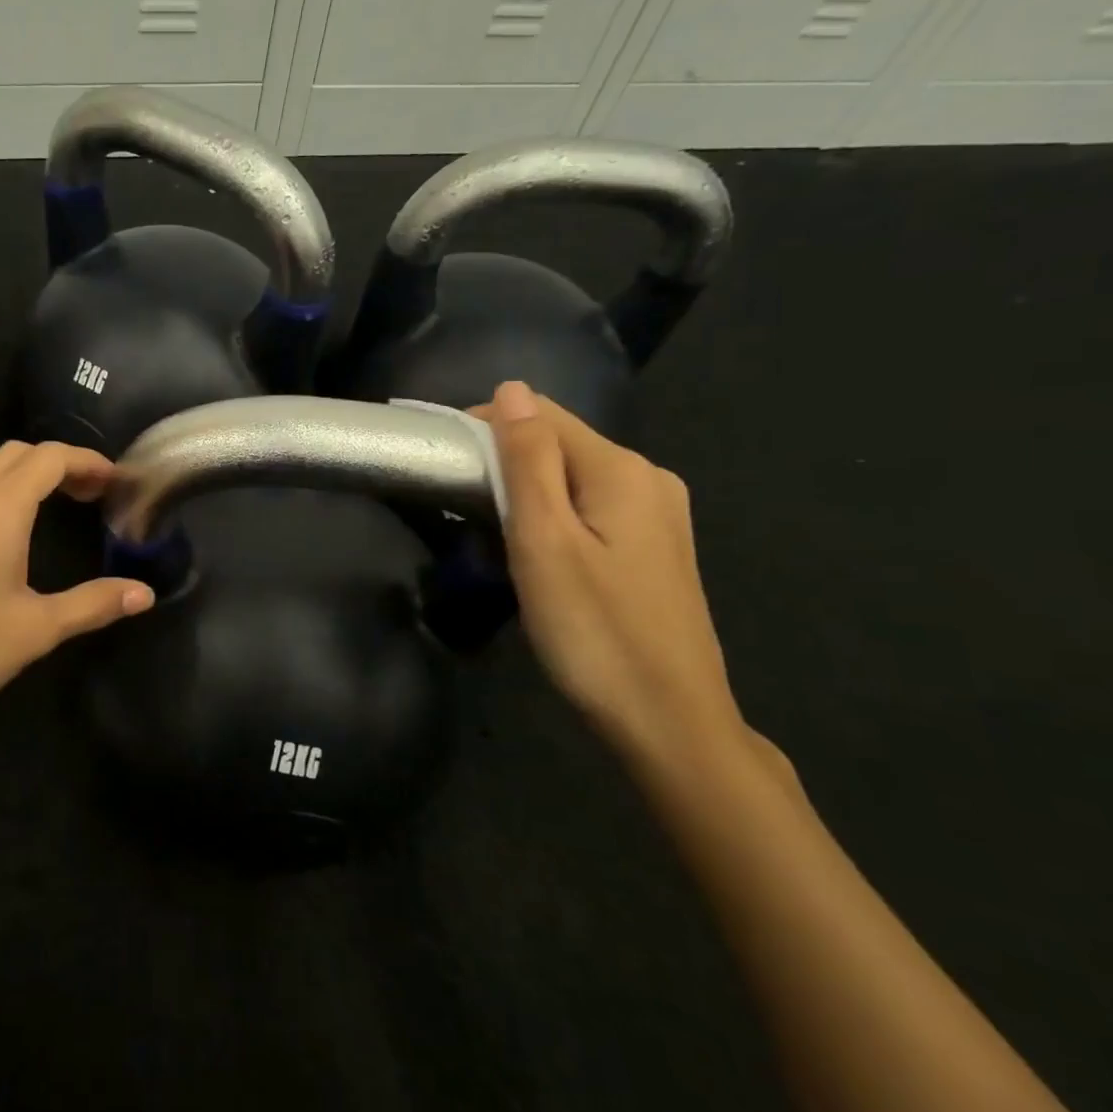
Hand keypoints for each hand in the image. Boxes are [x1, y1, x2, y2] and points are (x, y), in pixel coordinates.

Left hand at [0, 442, 153, 753]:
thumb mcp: (33, 631)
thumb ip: (92, 605)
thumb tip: (144, 593)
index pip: (50, 458)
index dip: (87, 462)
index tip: (115, 484)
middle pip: (16, 453)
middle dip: (58, 464)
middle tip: (89, 495)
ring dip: (15, 468)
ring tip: (41, 500)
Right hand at [476, 381, 746, 770]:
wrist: (669, 722)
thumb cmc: (594, 631)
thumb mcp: (545, 541)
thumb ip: (528, 461)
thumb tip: (512, 389)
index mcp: (622, 470)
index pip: (542, 415)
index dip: (486, 425)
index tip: (443, 462)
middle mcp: (649, 479)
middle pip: (560, 444)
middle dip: (504, 459)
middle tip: (458, 504)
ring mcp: (658, 516)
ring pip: (572, 478)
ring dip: (525, 488)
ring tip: (486, 527)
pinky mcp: (654, 549)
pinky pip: (590, 508)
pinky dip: (552, 513)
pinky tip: (534, 549)